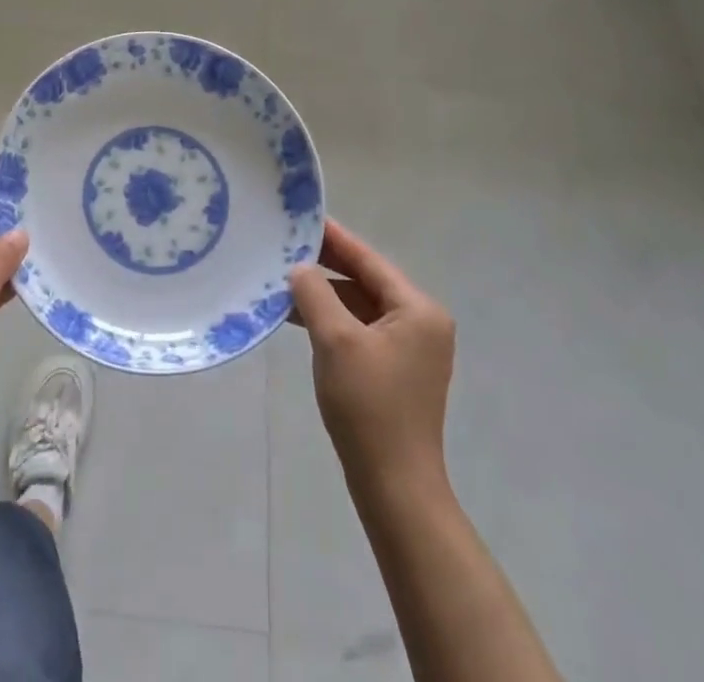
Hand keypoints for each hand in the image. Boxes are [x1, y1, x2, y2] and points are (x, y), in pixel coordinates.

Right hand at [289, 220, 455, 486]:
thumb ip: (315, 293)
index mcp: (418, 309)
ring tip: (283, 281)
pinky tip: (299, 318)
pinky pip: (360, 330)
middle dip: (326, 266)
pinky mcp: (395, 371)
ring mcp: (410, 349)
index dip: (334, 238)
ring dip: (325, 296)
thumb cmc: (369, 406)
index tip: (304, 217)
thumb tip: (300, 268)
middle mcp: (421, 323)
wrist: (394, 487)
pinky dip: (332, 321)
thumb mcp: (336, 340)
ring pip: (360, 306)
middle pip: (366, 281)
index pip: (369, 260)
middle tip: (286, 246)